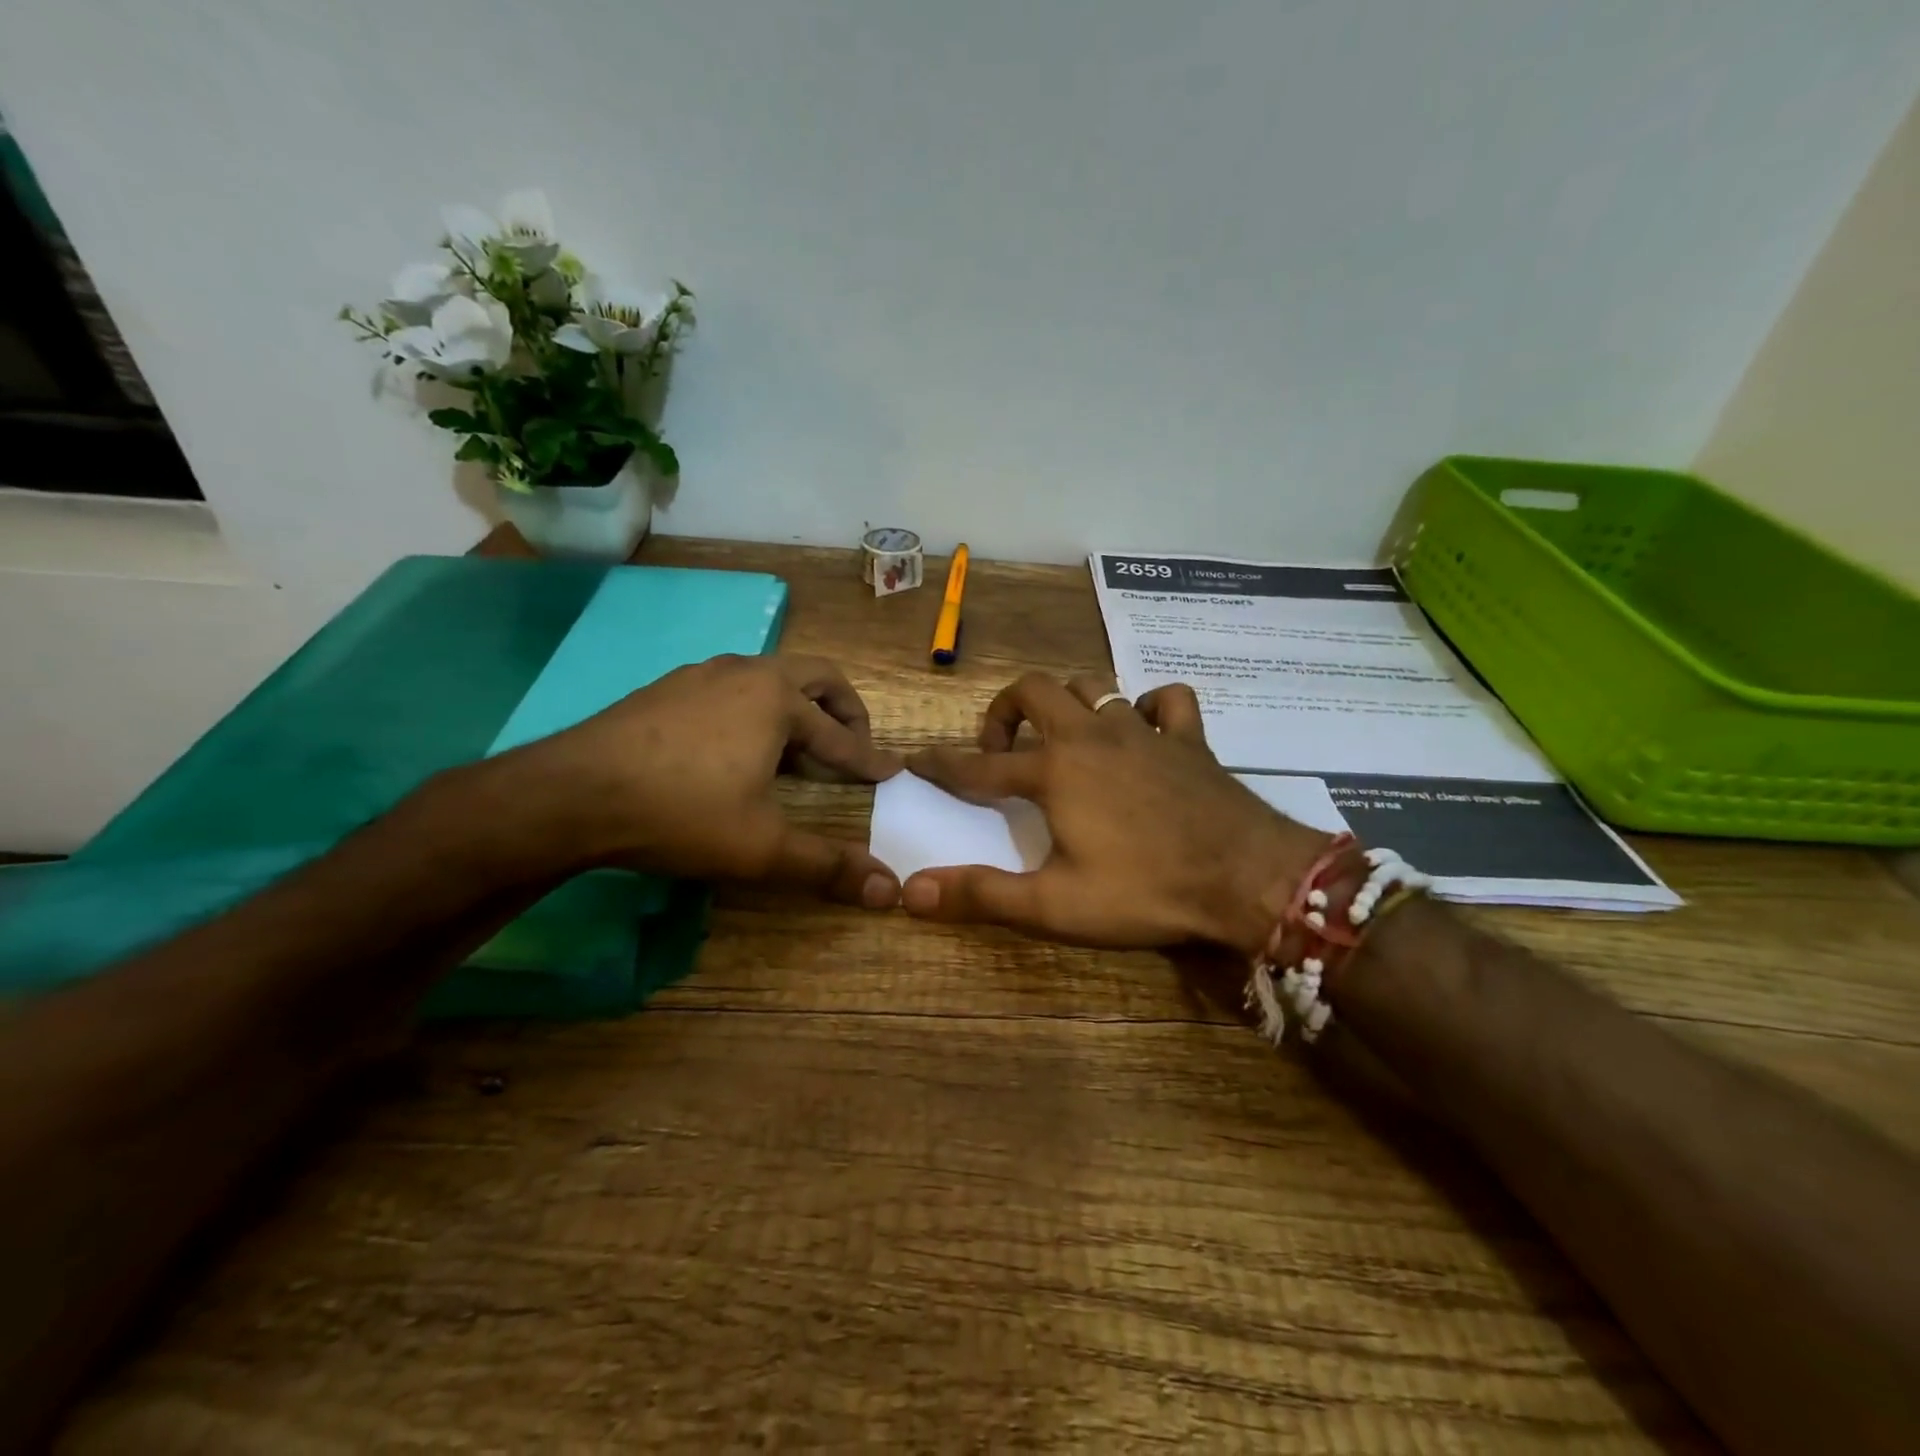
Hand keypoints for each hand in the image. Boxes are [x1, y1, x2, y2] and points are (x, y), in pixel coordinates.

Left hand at [504, 653, 903, 905]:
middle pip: (817, 678)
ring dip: (796, 709)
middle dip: (844, 711)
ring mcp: (702, 674)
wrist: (570, 794)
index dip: (869, 760)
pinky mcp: (666, 687)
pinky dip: (755, 711)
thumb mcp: (761, 847)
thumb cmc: (680, 813)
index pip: (841, 736)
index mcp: (778, 699)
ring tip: (795, 753)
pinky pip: (731, 688)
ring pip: (769, 678)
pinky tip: (734, 750)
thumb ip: (827, 867)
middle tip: (853, 746)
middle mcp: (746, 672)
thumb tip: (889, 892)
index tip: (892, 772)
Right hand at [900, 674, 1328, 950]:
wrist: (1248, 878)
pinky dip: (1150, 706)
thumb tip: (911, 892)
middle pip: (1034, 690)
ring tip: (1061, 738)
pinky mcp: (1189, 738)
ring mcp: (1144, 731)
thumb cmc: (1145, 891)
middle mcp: (1092, 736)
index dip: (943, 766)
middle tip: (1001, 751)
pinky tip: (1145, 730)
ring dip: (1067, 703)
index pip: (979, 767)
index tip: (919, 761)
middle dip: (1004, 711)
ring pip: (1094, 686)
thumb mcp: (1054, 905)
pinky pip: (1167, 700)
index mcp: (1054, 772)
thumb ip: (982, 896)